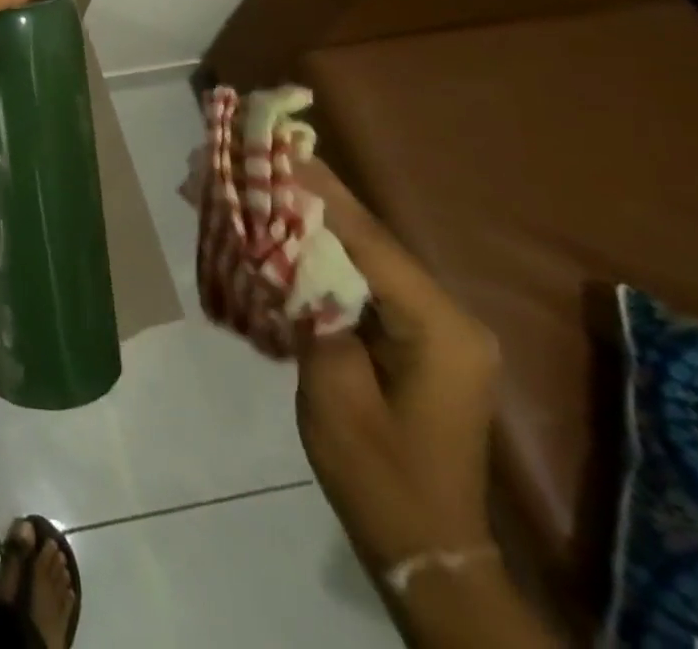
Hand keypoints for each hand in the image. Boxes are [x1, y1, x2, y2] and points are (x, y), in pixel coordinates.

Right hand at [294, 163, 501, 574]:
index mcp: (439, 326)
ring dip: (307, 219)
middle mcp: (445, 313)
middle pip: (367, 236)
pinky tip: (279, 233)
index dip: (316, 191)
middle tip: (253, 158)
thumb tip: (286, 249)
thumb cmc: (379, 476)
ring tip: (255, 184)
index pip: (369, 238)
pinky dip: (317, 251)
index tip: (272, 149)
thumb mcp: (335, 395)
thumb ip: (315, 311)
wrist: (425, 548)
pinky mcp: (409, 333)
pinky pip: (359, 277)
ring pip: (360, 251)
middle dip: (306, 196)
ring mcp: (430, 323)